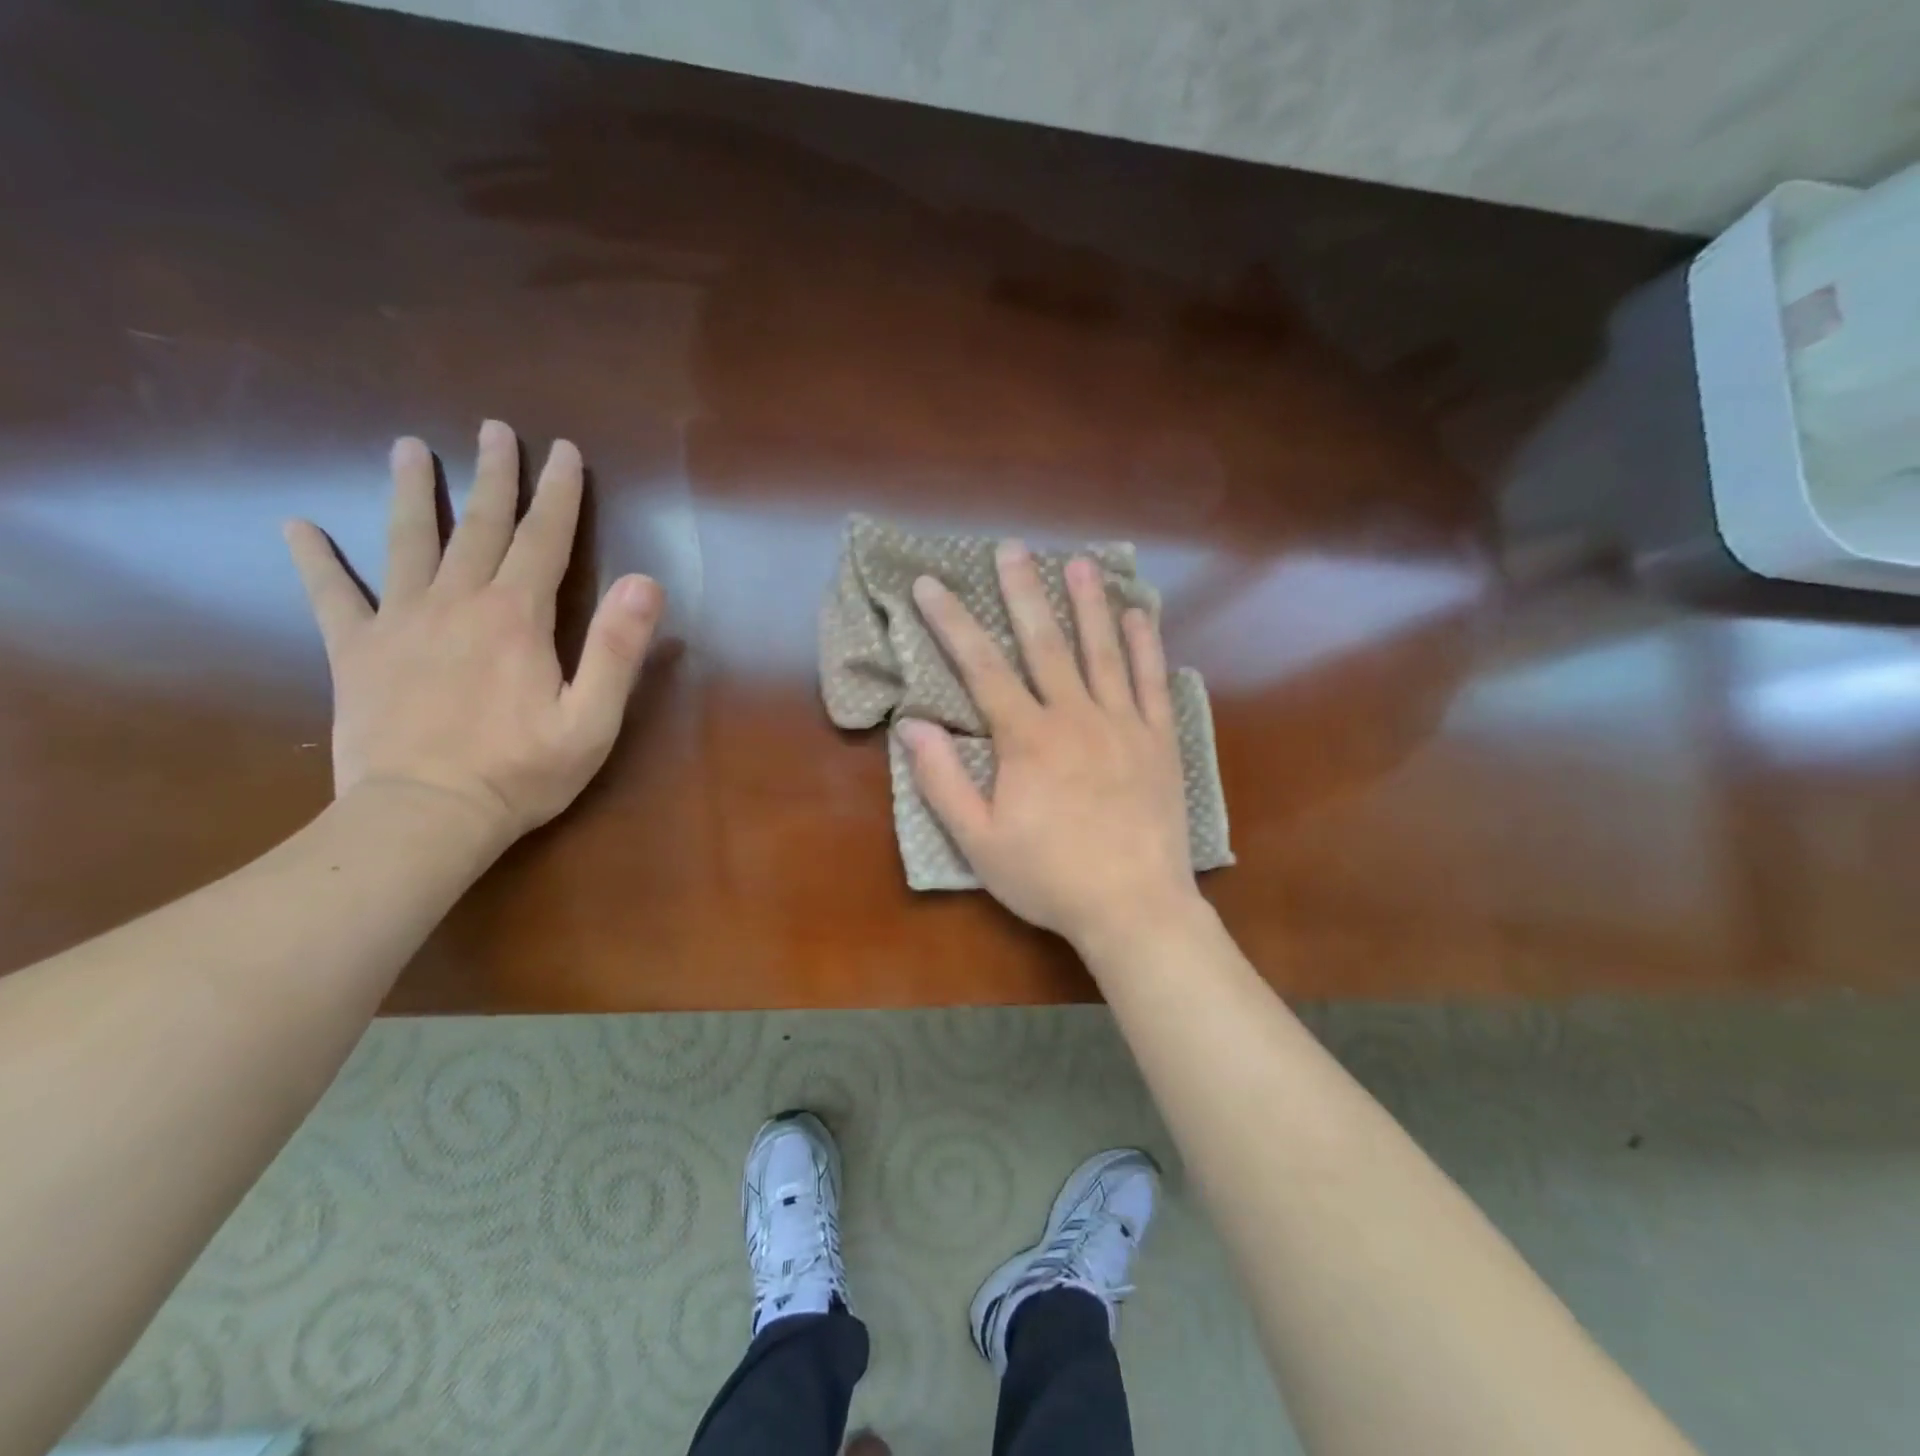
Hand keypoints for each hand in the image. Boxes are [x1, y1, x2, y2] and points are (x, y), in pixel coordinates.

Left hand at [284, 420, 663, 845]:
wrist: (424, 817)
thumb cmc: (521, 772)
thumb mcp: (592, 720)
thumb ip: (617, 649)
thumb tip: (645, 581)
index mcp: (518, 616)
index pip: (545, 538)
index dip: (559, 493)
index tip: (563, 450)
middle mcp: (458, 602)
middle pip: (480, 525)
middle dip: (493, 475)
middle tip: (494, 429)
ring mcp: (400, 622)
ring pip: (407, 542)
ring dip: (412, 492)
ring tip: (408, 448)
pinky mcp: (356, 652)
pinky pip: (331, 595)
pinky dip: (314, 559)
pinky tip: (298, 526)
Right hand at [900, 540, 1200, 946]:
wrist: (1134, 907)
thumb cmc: (1049, 877)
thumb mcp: (979, 841)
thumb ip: (943, 781)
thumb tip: (911, 726)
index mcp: (1027, 738)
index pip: (981, 667)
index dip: (952, 622)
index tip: (930, 584)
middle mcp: (1075, 716)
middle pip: (1045, 643)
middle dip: (1023, 592)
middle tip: (1013, 548)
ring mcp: (1124, 724)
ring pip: (1103, 651)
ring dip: (1088, 604)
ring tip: (1078, 562)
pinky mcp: (1160, 741)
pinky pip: (1153, 682)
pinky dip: (1146, 645)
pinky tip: (1139, 616)